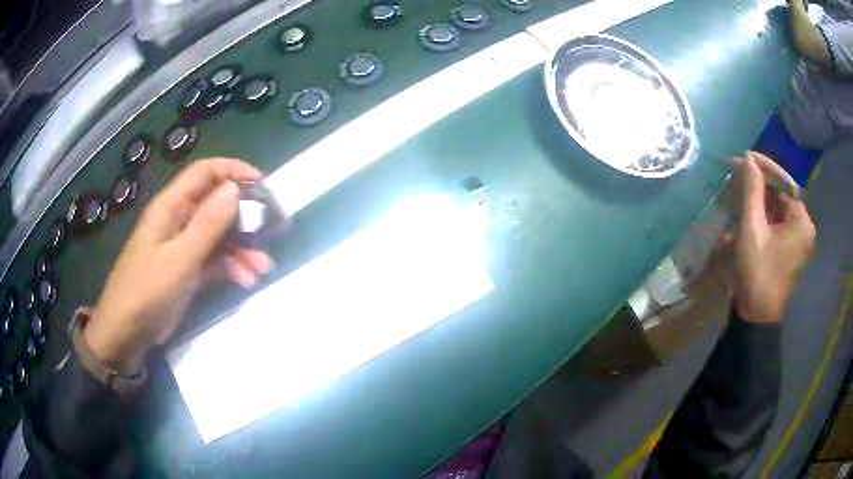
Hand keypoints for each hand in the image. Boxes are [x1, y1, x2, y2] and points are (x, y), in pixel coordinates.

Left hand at [85, 159, 272, 373]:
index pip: (204, 173)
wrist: (127, 333)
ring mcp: (183, 246)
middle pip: (216, 205)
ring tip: (262, 268)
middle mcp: (178, 220)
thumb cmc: (146, 291)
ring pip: (219, 236)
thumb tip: (235, 189)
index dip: (233, 171)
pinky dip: (231, 267)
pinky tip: (246, 281)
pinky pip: (215, 260)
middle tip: (272, 231)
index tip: (262, 184)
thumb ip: (207, 225)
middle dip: (245, 218)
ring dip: (242, 248)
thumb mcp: (178, 260)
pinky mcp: (187, 269)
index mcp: (170, 207)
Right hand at [733, 152, 814, 323]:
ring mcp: (797, 240)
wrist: (755, 318)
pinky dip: (761, 215)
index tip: (746, 157)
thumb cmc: (757, 274)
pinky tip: (746, 213)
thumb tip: (748, 159)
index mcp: (802, 224)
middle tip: (738, 176)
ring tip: (738, 193)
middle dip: (759, 185)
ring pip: (777, 208)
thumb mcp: (752, 230)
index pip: (785, 183)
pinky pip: (776, 223)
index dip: (766, 168)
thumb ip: (752, 192)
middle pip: (782, 195)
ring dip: (758, 200)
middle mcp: (804, 229)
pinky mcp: (789, 249)